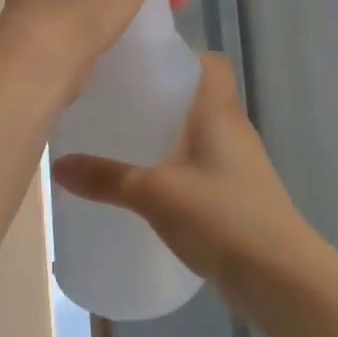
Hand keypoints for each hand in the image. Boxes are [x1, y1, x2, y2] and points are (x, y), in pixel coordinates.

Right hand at [51, 54, 319, 303]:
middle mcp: (234, 131)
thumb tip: (57, 166)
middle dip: (162, 100)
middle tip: (119, 105)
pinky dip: (179, 170)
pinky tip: (151, 189)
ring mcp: (241, 166)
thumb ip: (107, 178)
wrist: (280, 278)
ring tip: (126, 144)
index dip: (182, 58)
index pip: (212, 63)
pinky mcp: (240, 198)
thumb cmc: (221, 216)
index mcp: (219, 112)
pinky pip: (204, 169)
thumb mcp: (154, 194)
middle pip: (200, 98)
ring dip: (170, 137)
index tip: (143, 67)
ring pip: (201, 135)